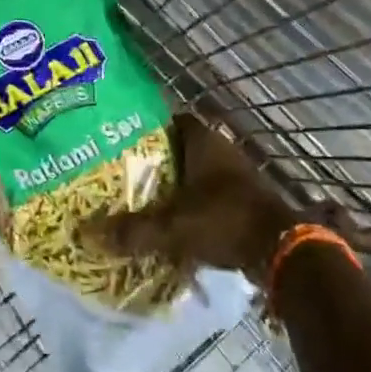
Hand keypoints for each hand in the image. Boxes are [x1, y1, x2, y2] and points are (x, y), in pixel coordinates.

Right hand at [83, 115, 341, 284]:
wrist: (283, 252)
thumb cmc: (224, 220)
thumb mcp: (172, 227)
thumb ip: (132, 230)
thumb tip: (87, 234)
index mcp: (203, 142)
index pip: (172, 119)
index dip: (148, 126)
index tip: (123, 138)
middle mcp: (222, 151)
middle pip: (182, 147)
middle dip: (157, 158)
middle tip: (125, 170)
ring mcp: (237, 176)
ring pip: (197, 172)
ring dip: (177, 183)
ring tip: (144, 197)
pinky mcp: (245, 201)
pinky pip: (210, 195)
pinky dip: (193, 204)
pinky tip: (173, 220)